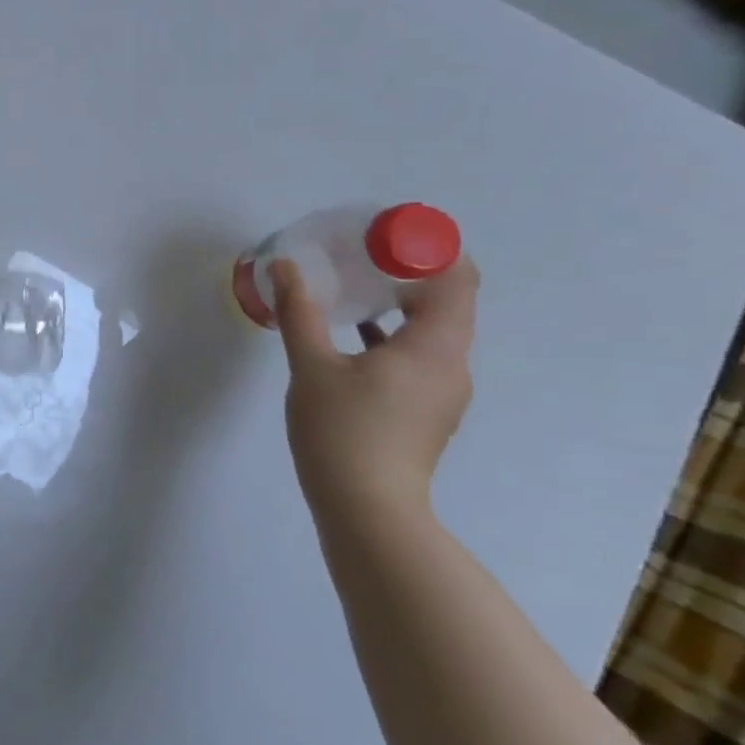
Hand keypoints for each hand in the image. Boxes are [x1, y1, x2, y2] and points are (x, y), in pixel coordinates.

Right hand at [272, 256, 478, 519]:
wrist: (366, 509)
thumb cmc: (342, 431)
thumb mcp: (312, 366)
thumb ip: (300, 312)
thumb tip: (287, 266)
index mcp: (434, 347)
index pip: (456, 279)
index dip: (429, 249)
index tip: (385, 235)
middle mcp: (451, 365)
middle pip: (445, 302)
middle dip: (406, 272)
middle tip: (358, 255)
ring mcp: (441, 392)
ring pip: (430, 331)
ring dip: (396, 304)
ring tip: (352, 288)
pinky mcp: (424, 410)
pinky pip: (416, 356)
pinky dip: (391, 335)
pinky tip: (350, 335)